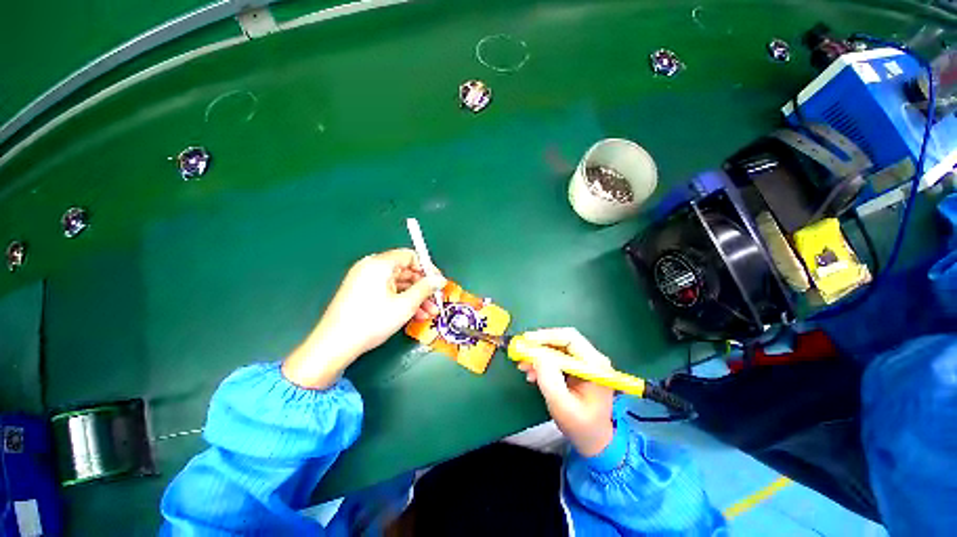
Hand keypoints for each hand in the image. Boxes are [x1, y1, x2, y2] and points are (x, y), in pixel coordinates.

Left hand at [282, 249, 445, 388]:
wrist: (335, 345)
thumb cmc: (372, 321)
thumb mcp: (405, 305)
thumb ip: (425, 288)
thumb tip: (440, 280)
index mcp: (380, 264)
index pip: (410, 256)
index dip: (427, 268)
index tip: (438, 283)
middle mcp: (371, 267)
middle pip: (405, 270)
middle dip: (423, 287)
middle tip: (436, 300)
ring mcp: (364, 279)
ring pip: (398, 283)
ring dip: (415, 296)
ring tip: (428, 313)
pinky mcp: (361, 292)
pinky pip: (387, 290)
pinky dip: (401, 300)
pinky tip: (414, 314)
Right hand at [517, 328, 614, 456]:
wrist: (594, 439)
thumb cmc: (581, 425)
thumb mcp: (562, 406)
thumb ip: (550, 380)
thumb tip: (537, 355)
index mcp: (595, 365)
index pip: (570, 338)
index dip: (547, 336)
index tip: (527, 340)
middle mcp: (592, 358)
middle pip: (563, 340)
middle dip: (540, 344)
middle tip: (521, 350)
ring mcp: (584, 362)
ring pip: (558, 347)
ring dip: (538, 354)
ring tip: (523, 365)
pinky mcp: (576, 367)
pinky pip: (556, 356)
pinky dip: (542, 361)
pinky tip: (531, 372)